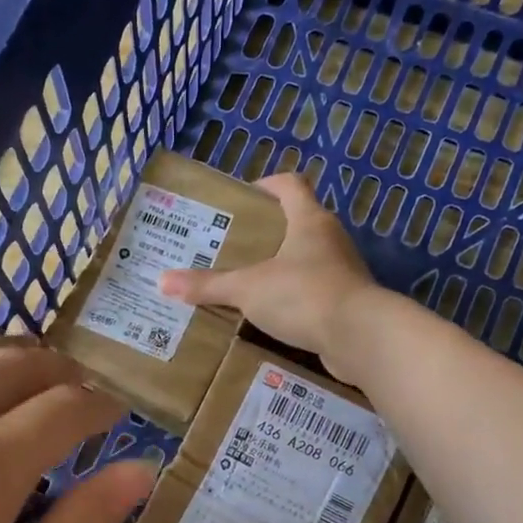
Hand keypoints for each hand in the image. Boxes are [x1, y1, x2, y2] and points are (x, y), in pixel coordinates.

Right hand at [159, 173, 377, 376]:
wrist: (360, 338)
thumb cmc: (303, 295)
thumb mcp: (248, 289)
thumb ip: (208, 285)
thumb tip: (162, 281)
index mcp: (309, 220)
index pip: (290, 184)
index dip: (266, 185)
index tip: (242, 199)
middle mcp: (330, 239)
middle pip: (297, 223)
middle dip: (266, 233)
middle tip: (233, 247)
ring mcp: (343, 271)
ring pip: (307, 260)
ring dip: (281, 268)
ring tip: (248, 284)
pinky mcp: (348, 302)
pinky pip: (315, 292)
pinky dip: (295, 299)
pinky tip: (272, 316)